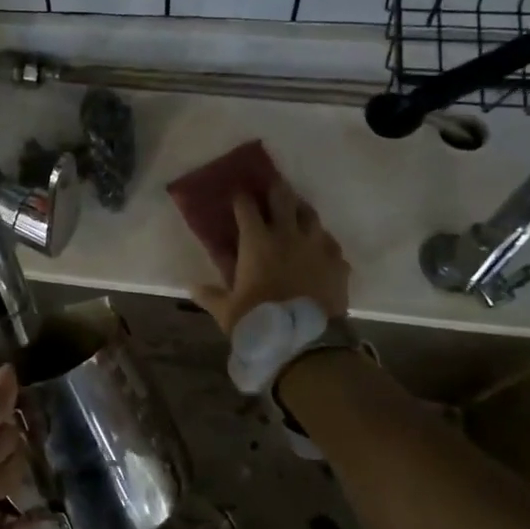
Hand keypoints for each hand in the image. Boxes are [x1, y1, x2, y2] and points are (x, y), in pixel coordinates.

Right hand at [191, 178, 350, 335]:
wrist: (306, 343)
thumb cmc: (259, 322)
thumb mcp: (227, 311)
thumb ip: (209, 296)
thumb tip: (191, 286)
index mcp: (257, 243)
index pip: (247, 208)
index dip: (241, 198)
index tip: (238, 195)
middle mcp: (288, 236)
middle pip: (283, 199)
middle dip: (275, 189)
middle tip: (271, 185)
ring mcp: (317, 247)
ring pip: (311, 216)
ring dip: (301, 211)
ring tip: (296, 212)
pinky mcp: (338, 263)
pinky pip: (330, 245)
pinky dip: (321, 243)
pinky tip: (318, 250)